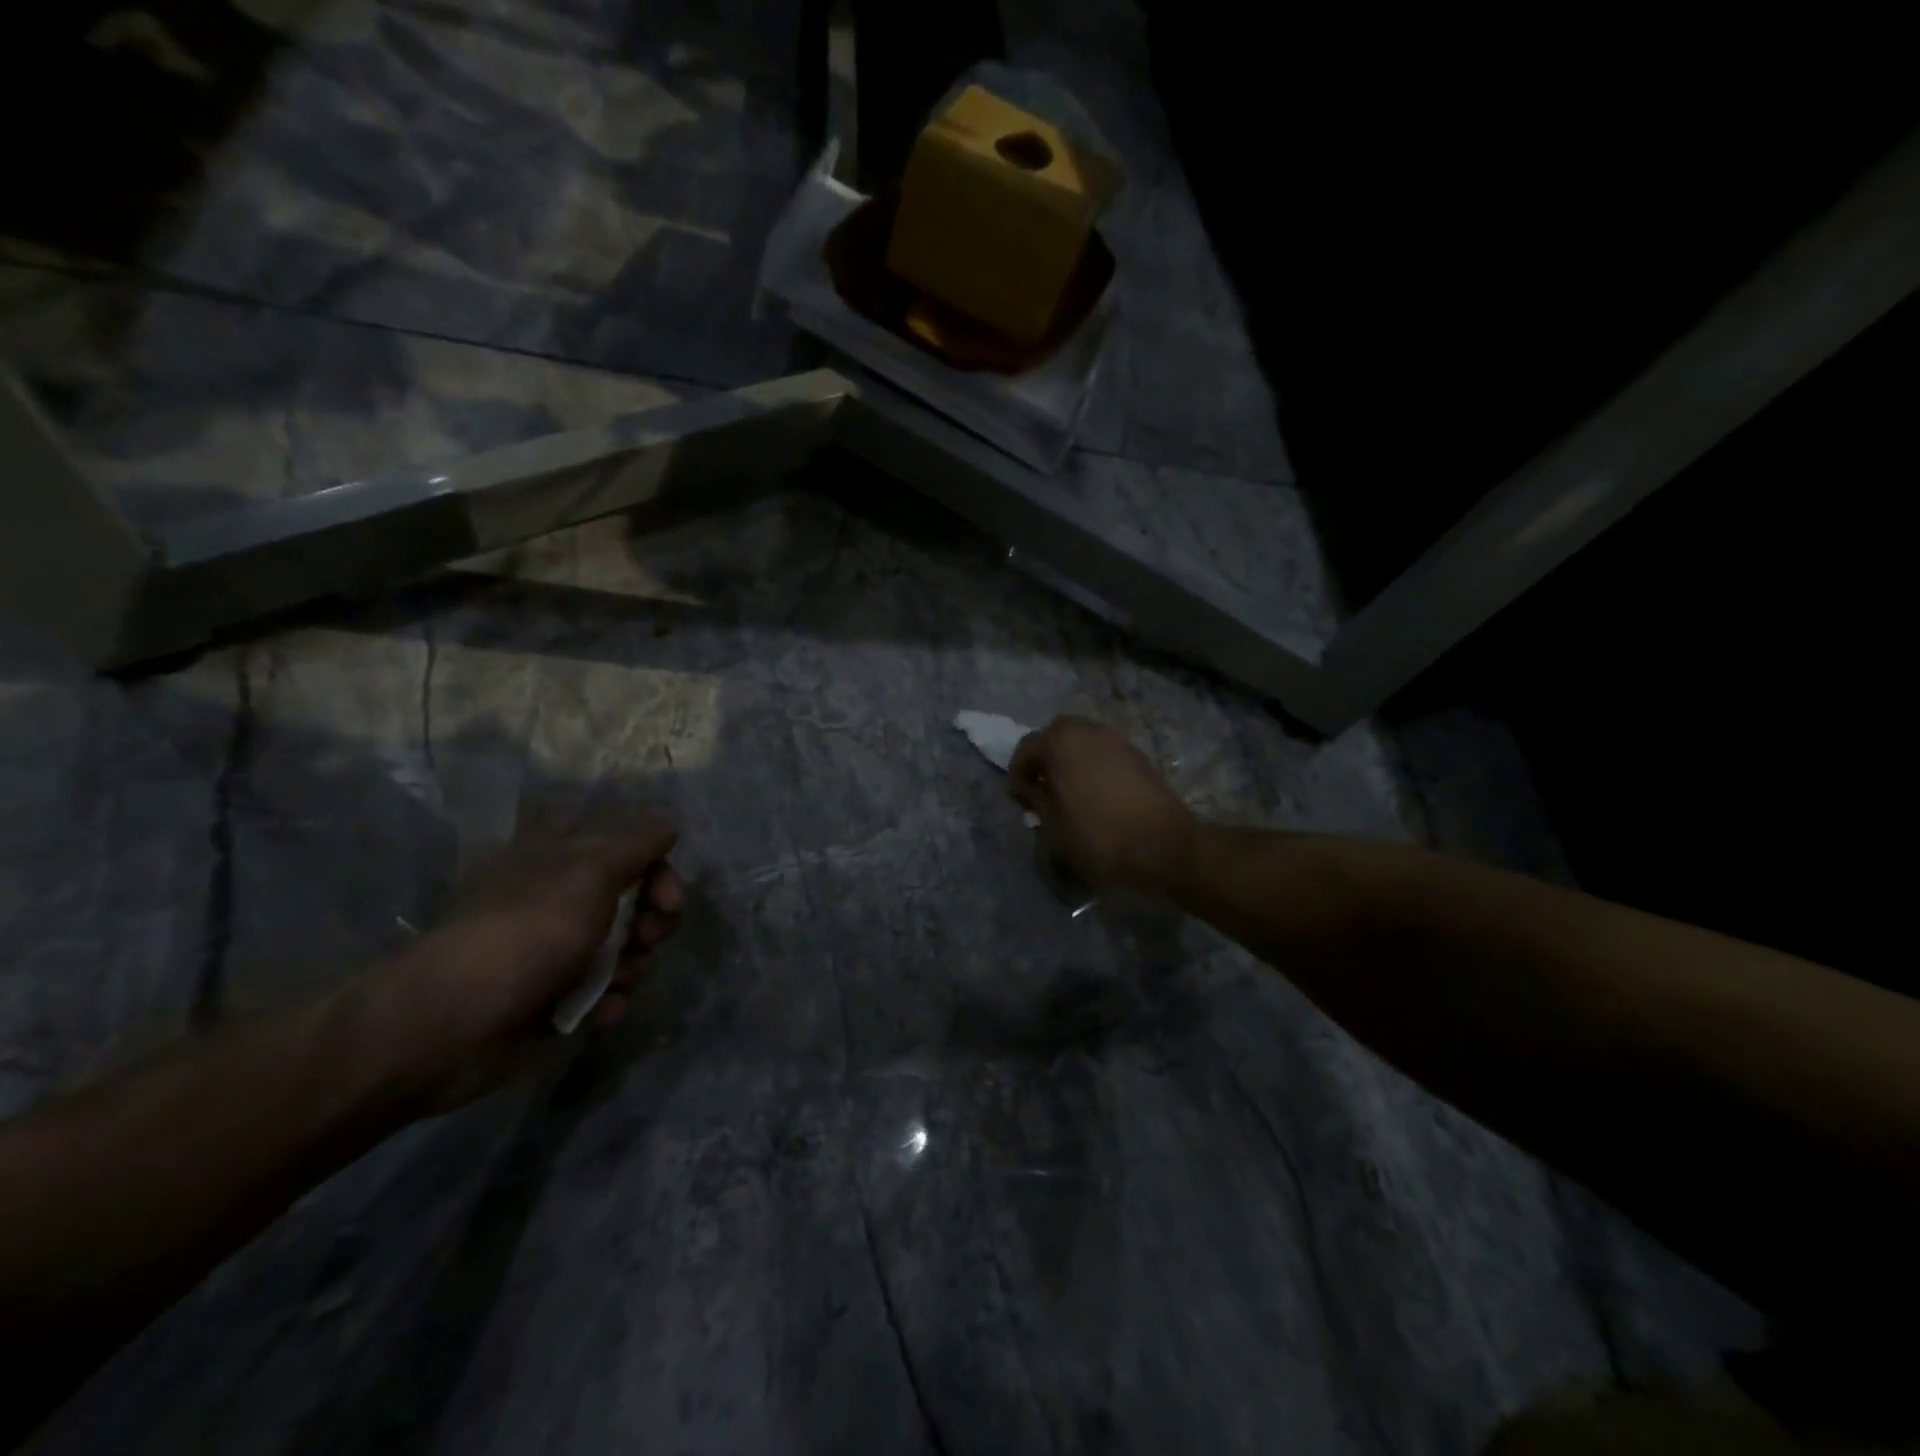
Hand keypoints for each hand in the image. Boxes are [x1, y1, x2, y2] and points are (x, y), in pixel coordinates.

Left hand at [358, 821, 684, 1112]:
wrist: (451, 1026)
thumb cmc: (525, 934)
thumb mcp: (589, 872)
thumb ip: (636, 843)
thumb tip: (668, 823)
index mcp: (562, 859)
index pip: (628, 848)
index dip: (658, 869)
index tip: (669, 898)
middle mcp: (563, 899)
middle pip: (636, 899)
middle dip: (654, 922)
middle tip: (646, 938)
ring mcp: (559, 949)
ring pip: (627, 948)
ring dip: (634, 965)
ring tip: (615, 981)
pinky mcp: (557, 997)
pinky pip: (606, 991)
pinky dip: (610, 1000)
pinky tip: (600, 1010)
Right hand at [1008, 717, 1197, 896]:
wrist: (1163, 845)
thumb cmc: (1098, 835)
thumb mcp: (1052, 826)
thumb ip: (1036, 802)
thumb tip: (1033, 791)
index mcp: (1060, 741)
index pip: (1026, 748)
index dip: (1018, 774)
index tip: (1019, 800)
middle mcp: (1088, 730)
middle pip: (1057, 736)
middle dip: (1046, 758)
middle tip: (1043, 789)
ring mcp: (1117, 740)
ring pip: (1084, 742)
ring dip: (1072, 761)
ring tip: (1070, 793)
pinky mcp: (1139, 756)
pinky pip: (1105, 754)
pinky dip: (1095, 767)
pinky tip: (1096, 796)